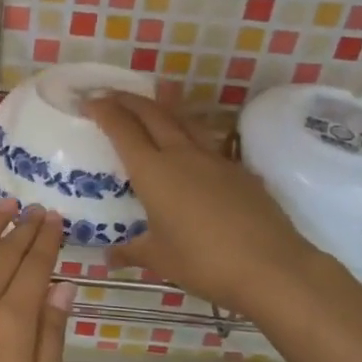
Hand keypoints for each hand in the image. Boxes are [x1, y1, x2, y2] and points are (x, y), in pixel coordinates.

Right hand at [87, 91, 325, 316]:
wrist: (271, 266)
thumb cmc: (204, 262)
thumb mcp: (159, 259)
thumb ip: (132, 251)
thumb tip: (109, 256)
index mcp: (153, 172)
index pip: (122, 130)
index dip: (104, 111)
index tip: (89, 101)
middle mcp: (182, 155)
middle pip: (152, 114)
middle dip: (128, 100)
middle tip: (111, 95)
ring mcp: (215, 159)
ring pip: (183, 120)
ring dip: (162, 107)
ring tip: (151, 103)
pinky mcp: (239, 170)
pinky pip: (207, 142)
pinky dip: (189, 134)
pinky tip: (190, 149)